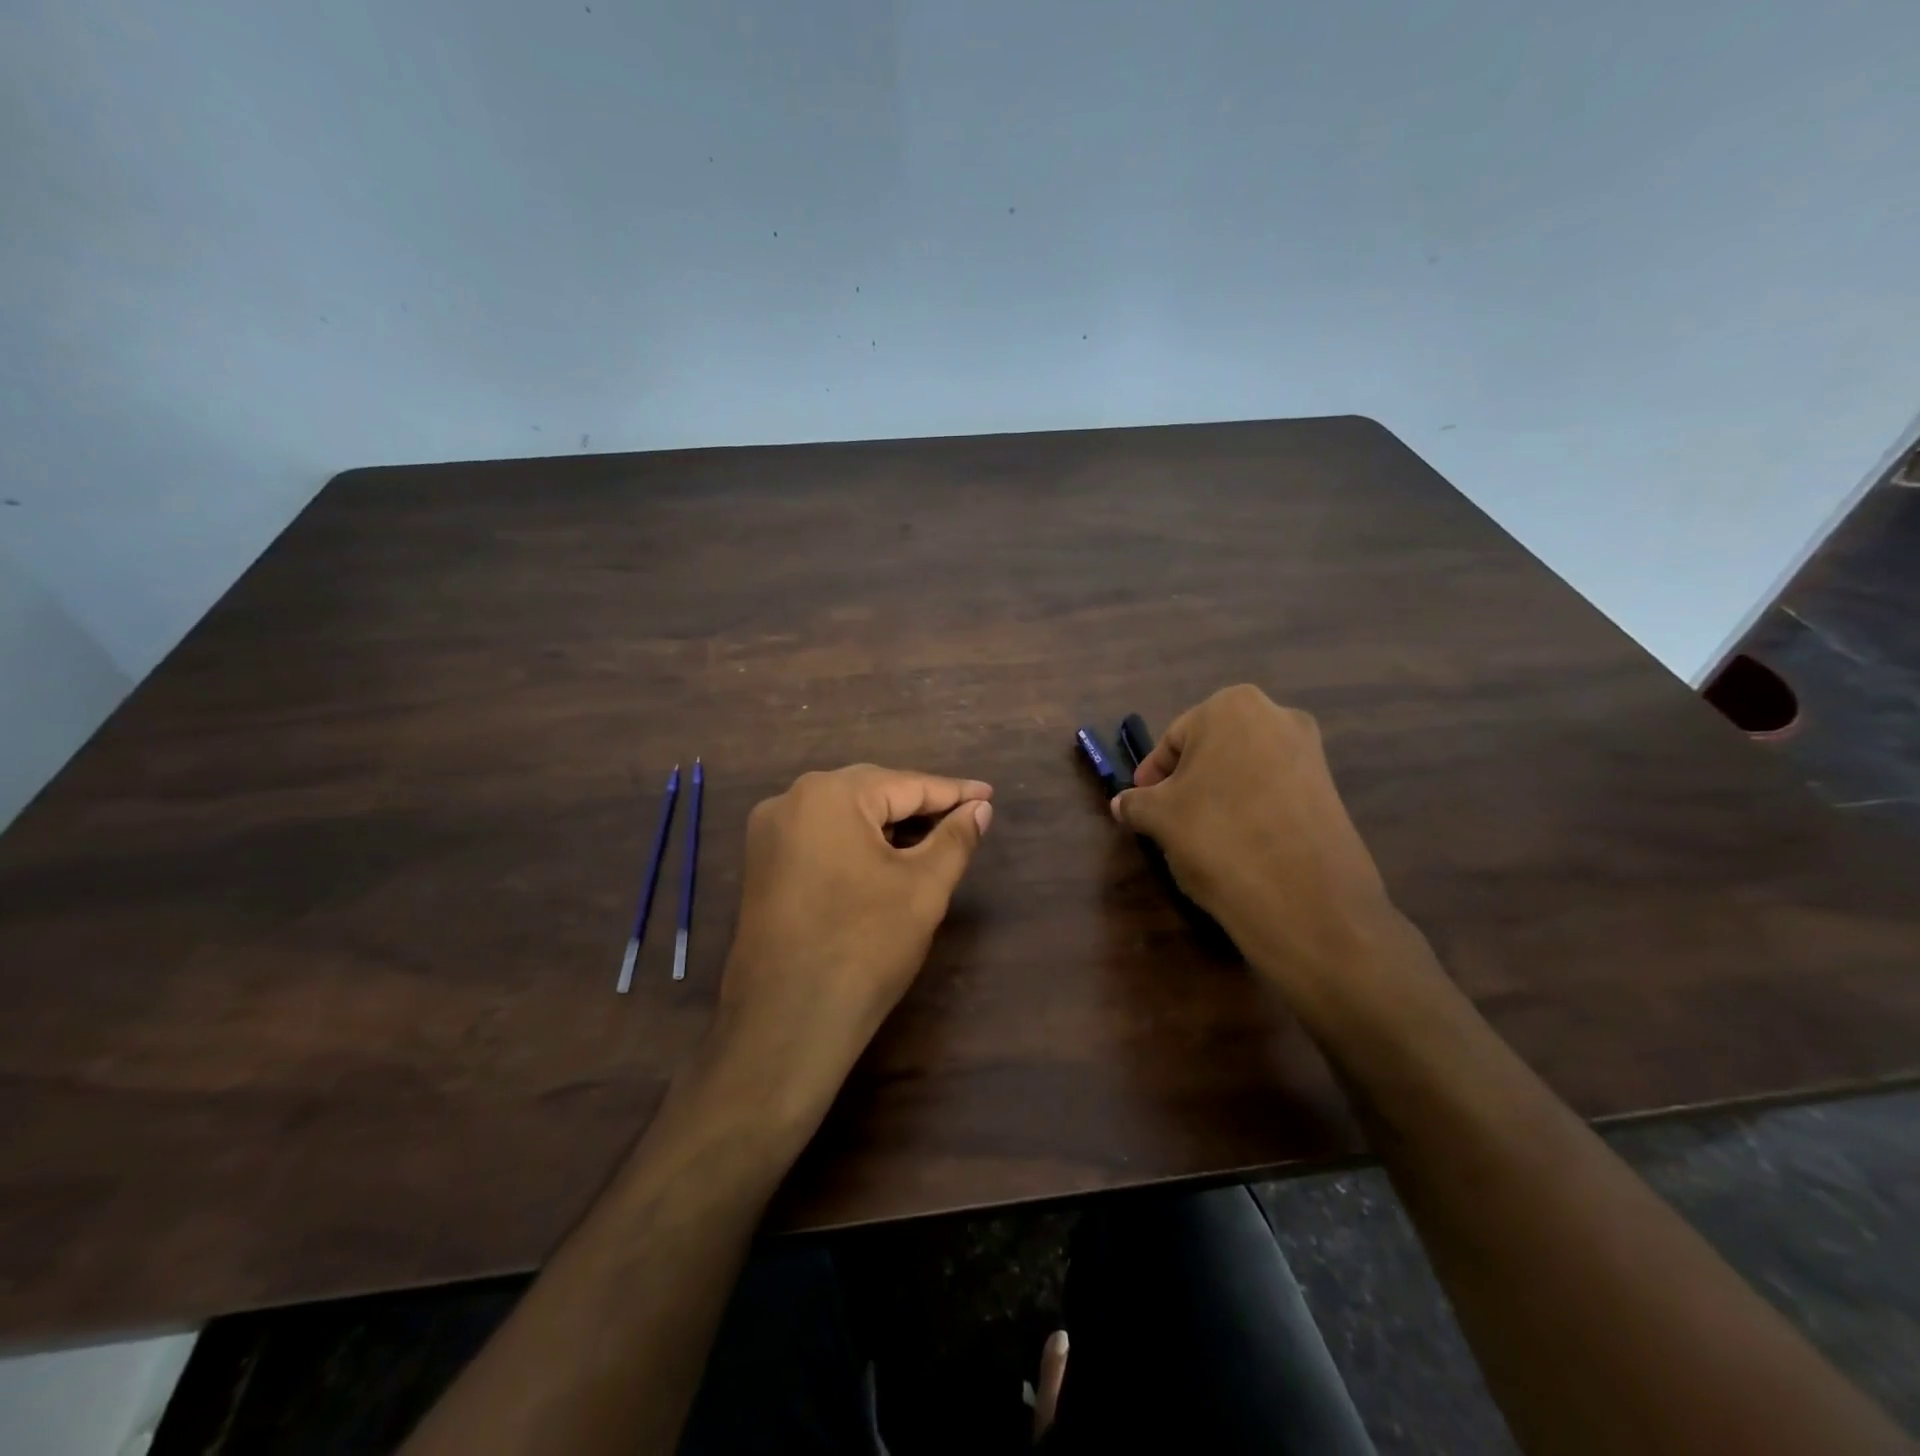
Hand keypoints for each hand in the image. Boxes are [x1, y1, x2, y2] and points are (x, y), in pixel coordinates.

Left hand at [710, 765, 993, 1120]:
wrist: (787, 1024)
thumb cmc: (864, 947)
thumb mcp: (923, 888)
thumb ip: (955, 839)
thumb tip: (980, 809)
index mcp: (828, 795)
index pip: (905, 784)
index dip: (953, 792)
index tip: (989, 795)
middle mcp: (790, 801)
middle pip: (871, 793)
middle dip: (919, 805)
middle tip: (965, 817)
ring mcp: (769, 834)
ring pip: (844, 815)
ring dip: (888, 825)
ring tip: (934, 838)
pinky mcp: (763, 865)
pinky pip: (821, 837)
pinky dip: (857, 842)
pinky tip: (886, 858)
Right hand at [1111, 685, 1408, 1003]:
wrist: (1303, 897)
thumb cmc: (1217, 835)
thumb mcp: (1159, 817)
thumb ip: (1136, 803)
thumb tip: (1121, 804)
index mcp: (1231, 707)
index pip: (1174, 738)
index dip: (1153, 772)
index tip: (1141, 800)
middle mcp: (1277, 715)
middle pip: (1213, 749)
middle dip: (1188, 780)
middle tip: (1168, 815)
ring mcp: (1310, 752)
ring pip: (1245, 770)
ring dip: (1220, 794)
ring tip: (1202, 834)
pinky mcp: (1331, 790)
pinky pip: (1275, 791)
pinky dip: (1251, 809)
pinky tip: (1239, 844)